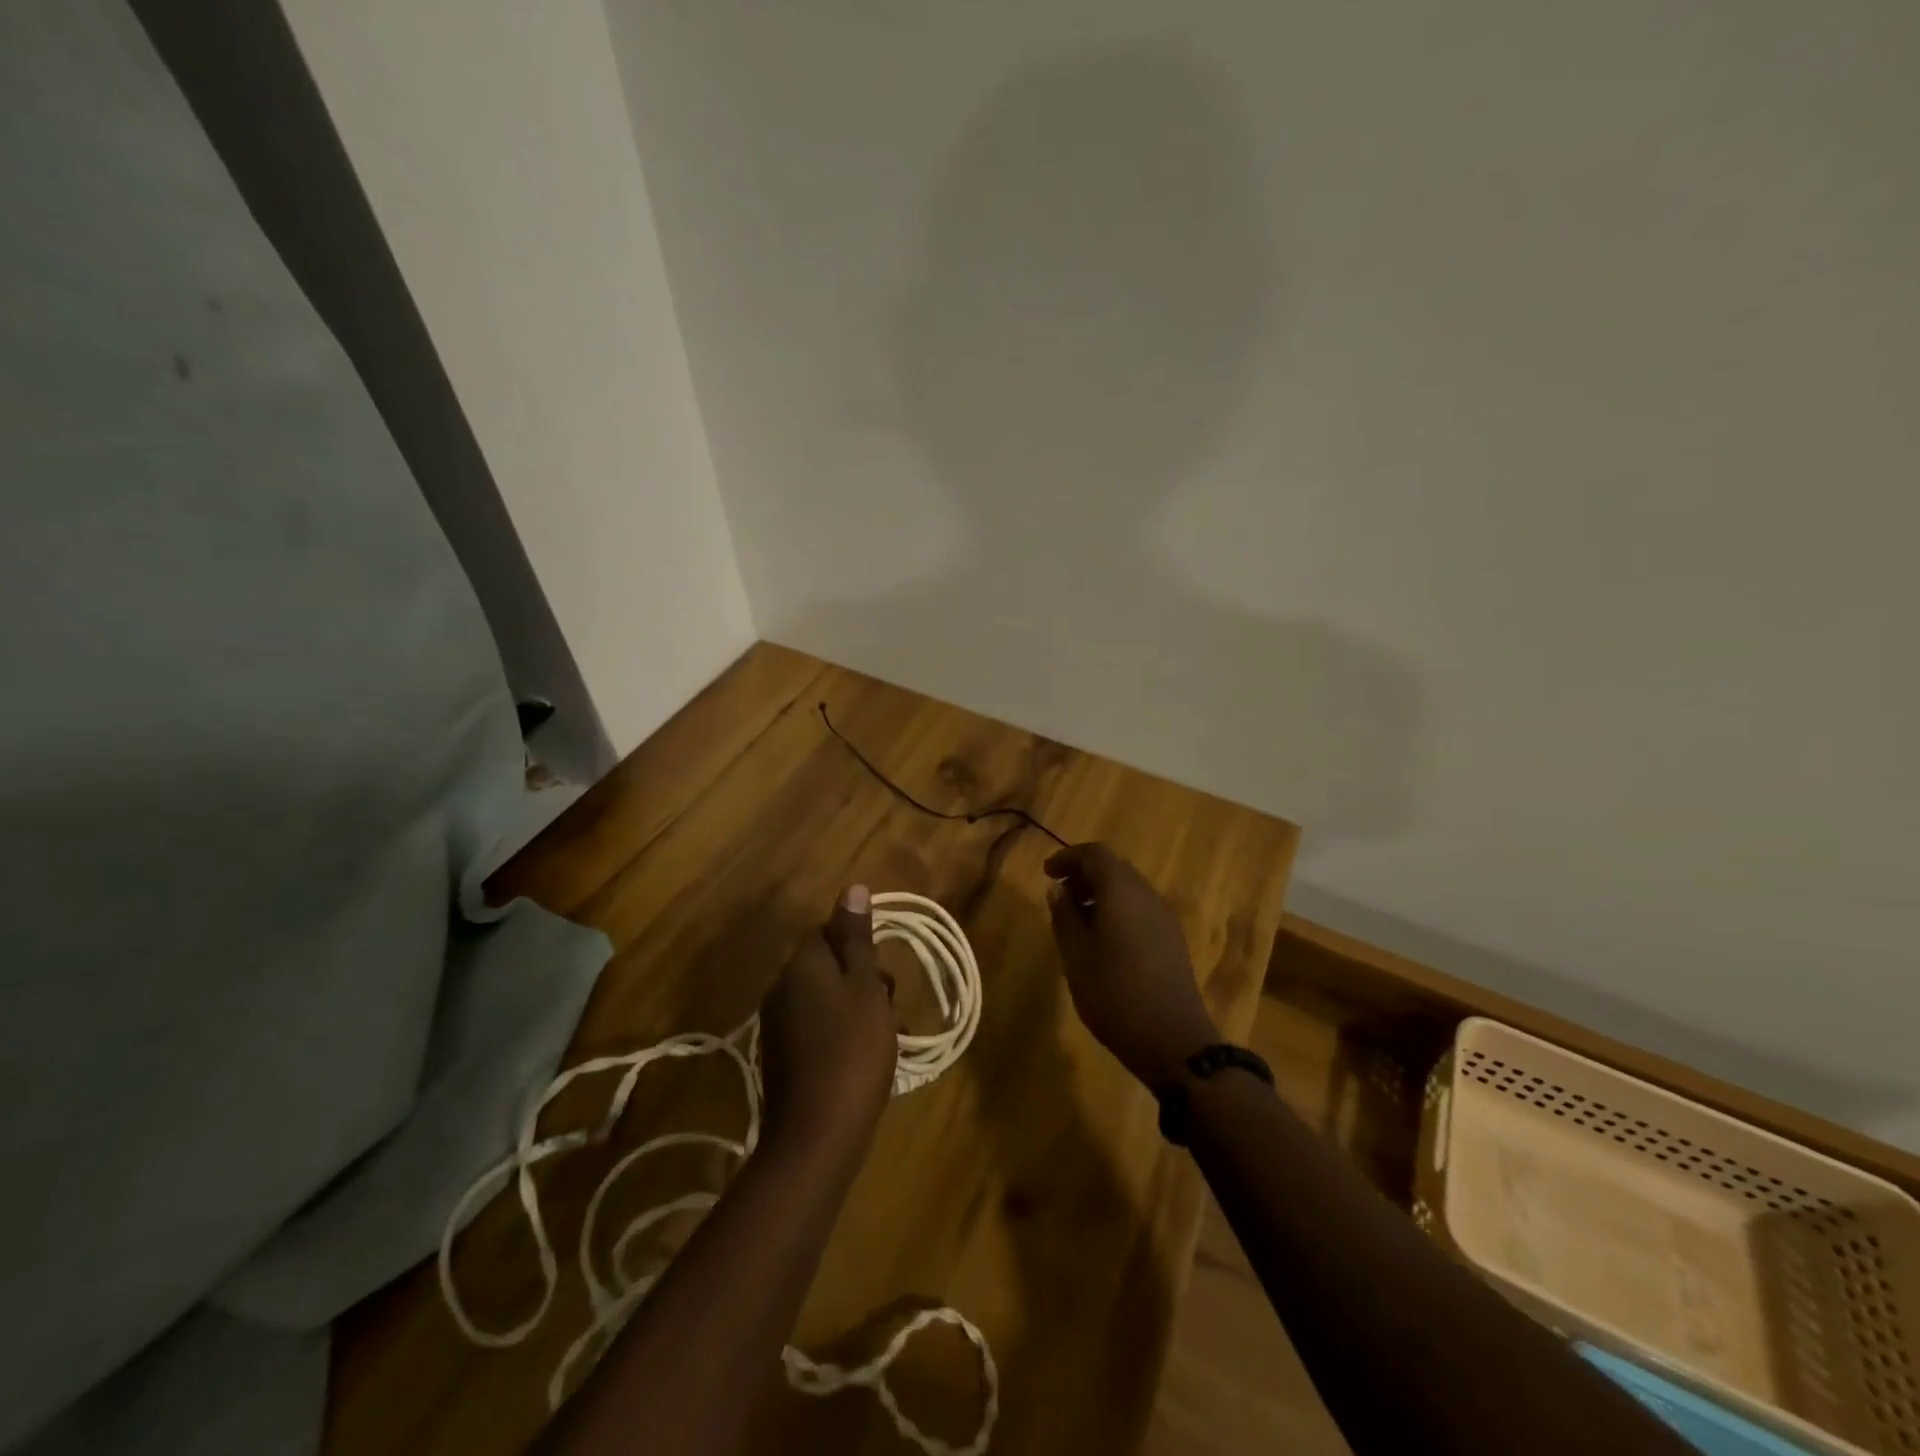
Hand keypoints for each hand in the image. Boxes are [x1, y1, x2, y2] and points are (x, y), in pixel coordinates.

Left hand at [758, 885, 897, 1163]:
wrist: (817, 1134)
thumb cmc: (852, 1050)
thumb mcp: (865, 986)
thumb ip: (857, 937)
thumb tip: (853, 888)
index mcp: (800, 966)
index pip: (827, 932)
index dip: (859, 946)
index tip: (884, 972)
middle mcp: (781, 989)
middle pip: (826, 966)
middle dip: (863, 979)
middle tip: (891, 1005)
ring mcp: (778, 1026)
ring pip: (825, 999)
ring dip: (857, 1008)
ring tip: (888, 1035)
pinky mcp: (783, 1058)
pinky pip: (817, 1029)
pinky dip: (843, 1034)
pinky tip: (867, 1058)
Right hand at [1045, 843, 1220, 1088]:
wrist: (1174, 1041)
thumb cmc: (1115, 995)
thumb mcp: (1076, 957)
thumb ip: (1065, 917)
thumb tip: (1058, 890)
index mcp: (1122, 892)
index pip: (1095, 854)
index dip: (1068, 858)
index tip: (1047, 873)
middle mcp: (1147, 895)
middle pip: (1114, 868)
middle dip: (1084, 874)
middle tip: (1059, 895)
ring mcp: (1164, 917)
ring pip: (1129, 888)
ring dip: (1101, 893)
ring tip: (1076, 919)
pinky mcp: (1172, 939)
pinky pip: (1140, 908)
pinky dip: (1117, 909)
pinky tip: (1103, 939)